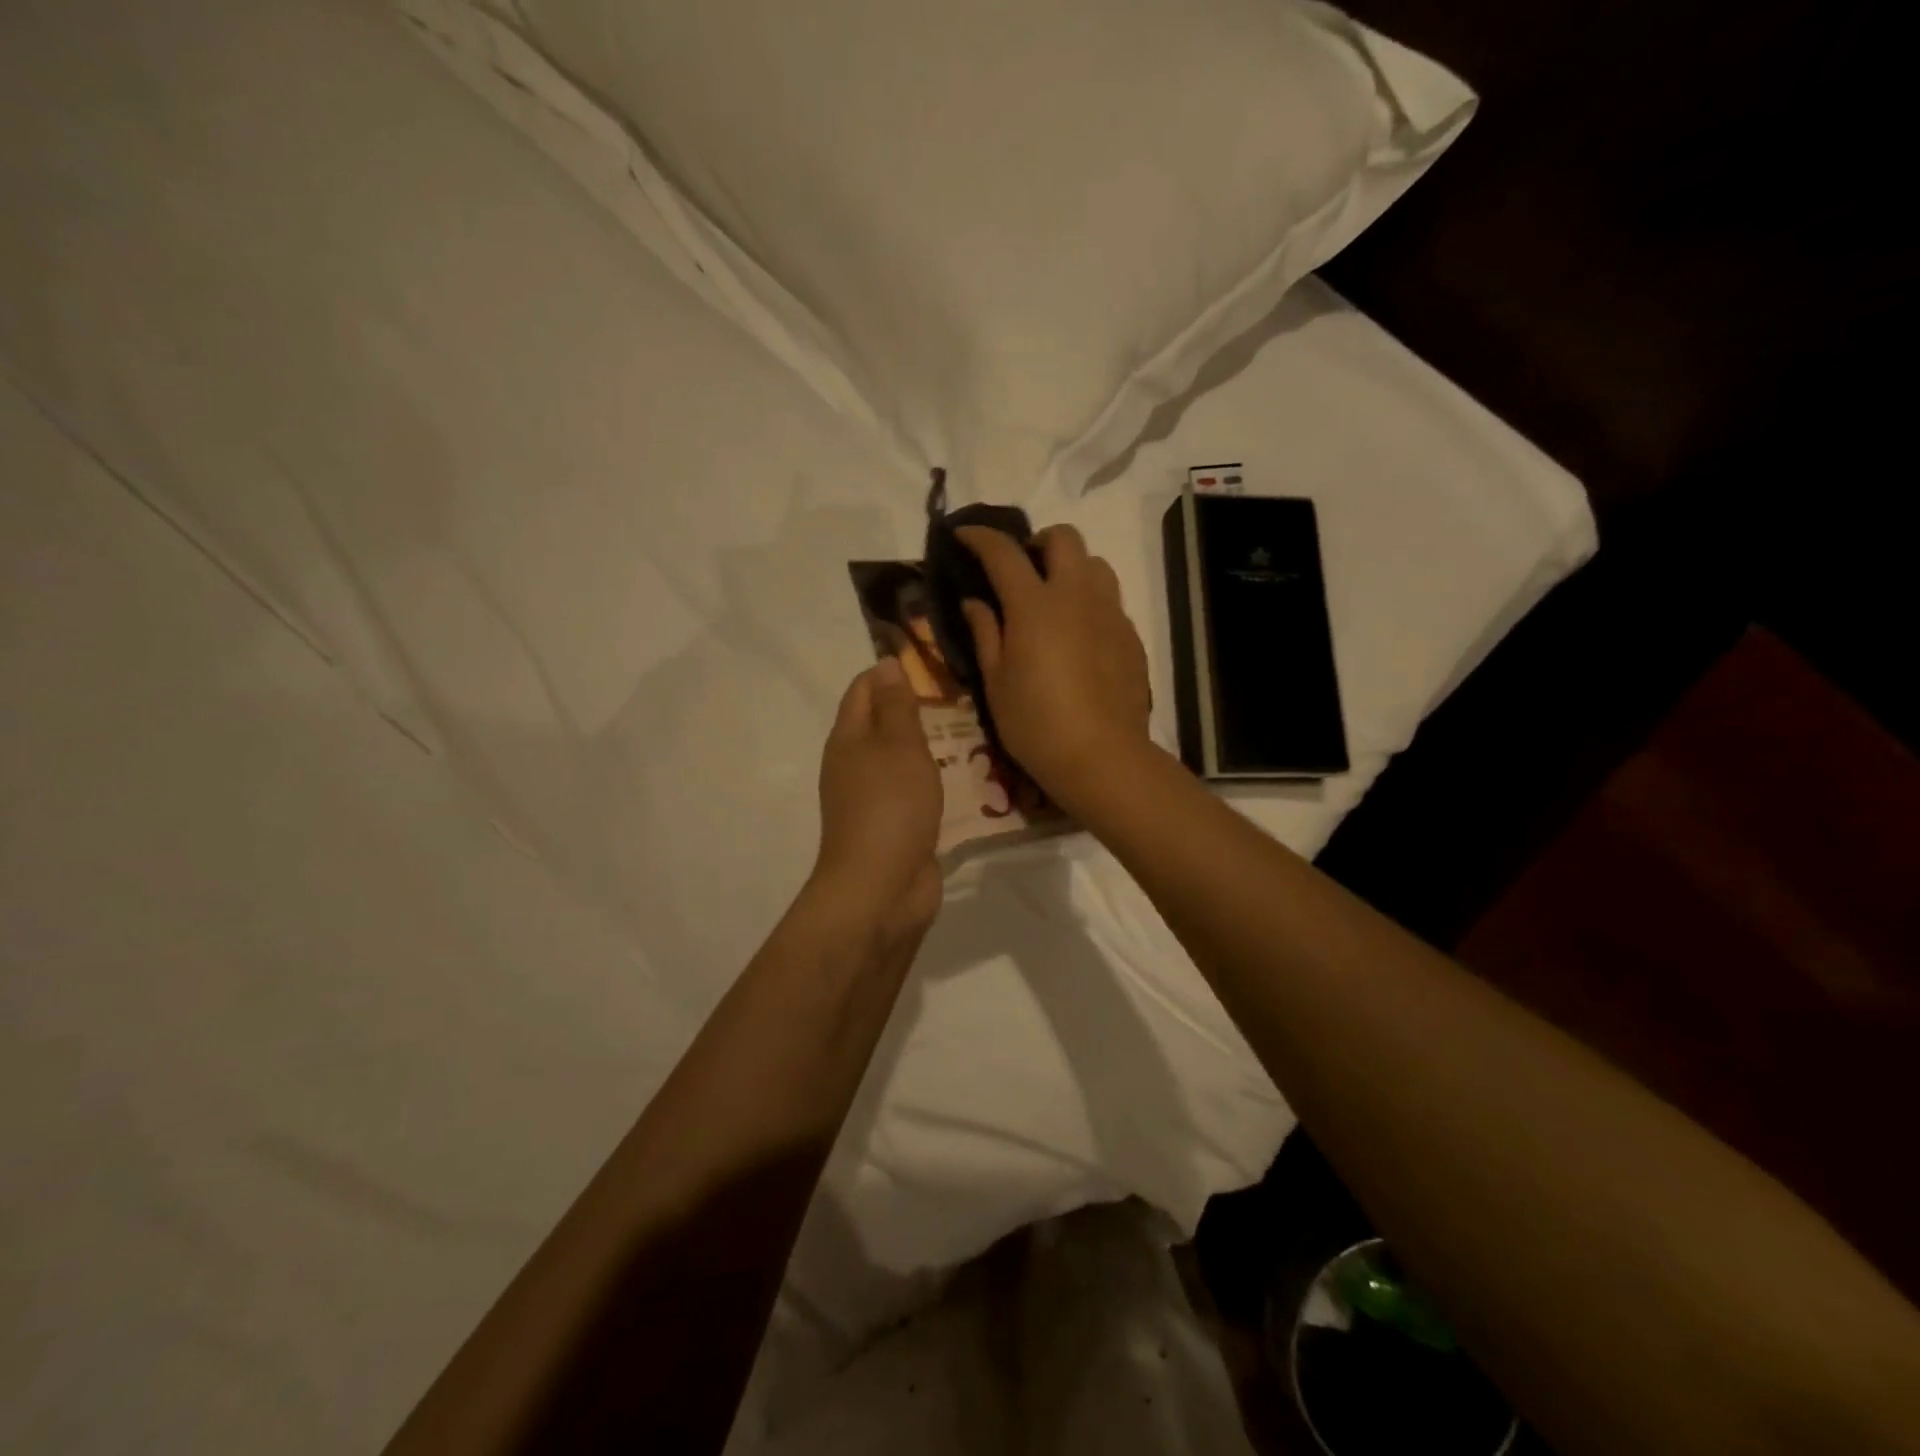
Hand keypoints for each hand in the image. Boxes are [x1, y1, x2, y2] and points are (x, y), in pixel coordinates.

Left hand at [812, 658, 943, 946]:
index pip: (864, 690)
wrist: (881, 888)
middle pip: (881, 724)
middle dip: (914, 708)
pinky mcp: (893, 827)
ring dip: (928, 746)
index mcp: (848, 739)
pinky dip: (933, 781)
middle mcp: (854, 765)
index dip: (890, 672)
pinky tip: (964, 779)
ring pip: (900, 760)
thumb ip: (897, 706)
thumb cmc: (890, 806)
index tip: (930, 663)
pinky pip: (913, 792)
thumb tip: (885, 665)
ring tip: (969, 731)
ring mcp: (872, 799)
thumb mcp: (899, 746)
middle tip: (960, 696)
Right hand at [958, 524, 1152, 814]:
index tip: (963, 535)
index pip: (1003, 552)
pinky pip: (1110, 599)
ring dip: (1070, 567)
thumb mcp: (996, 682)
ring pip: (1095, 563)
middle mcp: (1076, 596)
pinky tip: (1078, 636)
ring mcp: (1110, 613)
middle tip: (1021, 571)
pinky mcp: (1130, 635)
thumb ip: (985, 632)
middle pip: (1063, 538)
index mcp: (1035, 605)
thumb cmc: (1035, 723)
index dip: (980, 537)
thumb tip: (974, 602)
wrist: (1101, 756)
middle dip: (1037, 543)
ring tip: (1054, 599)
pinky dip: (1089, 601)